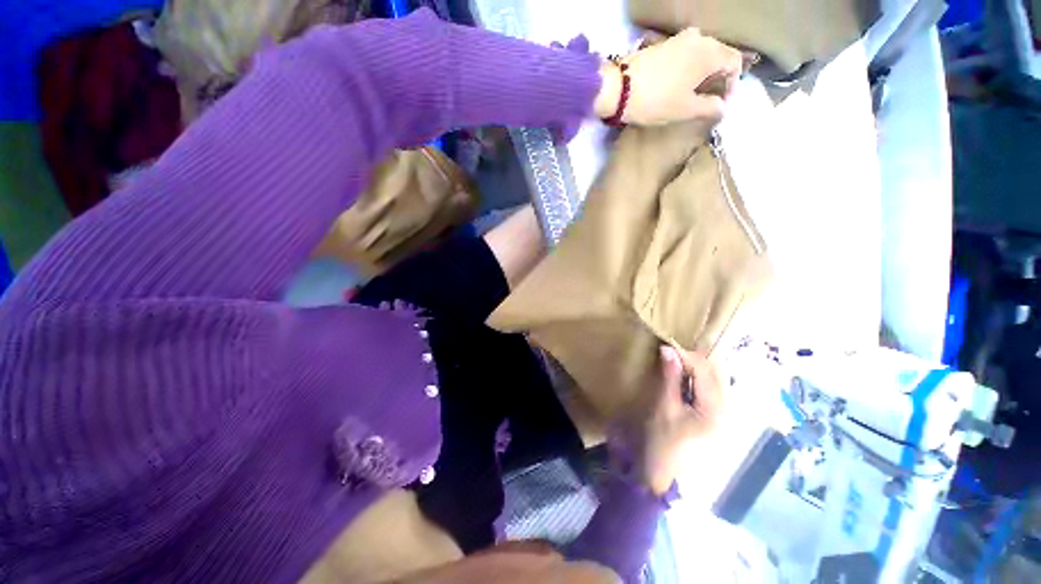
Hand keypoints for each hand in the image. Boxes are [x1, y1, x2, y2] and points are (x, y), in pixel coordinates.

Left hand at [594, 28, 743, 126]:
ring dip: (703, 73)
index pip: (735, 63)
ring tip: (693, 94)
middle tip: (710, 100)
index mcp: (710, 52)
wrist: (619, 89)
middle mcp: (699, 38)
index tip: (722, 104)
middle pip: (719, 55)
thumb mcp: (686, 109)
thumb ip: (710, 107)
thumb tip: (723, 107)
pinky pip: (685, 54)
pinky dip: (688, 68)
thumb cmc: (656, 100)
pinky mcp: (663, 44)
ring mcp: (679, 39)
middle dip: (718, 78)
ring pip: (701, 54)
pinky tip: (678, 84)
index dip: (733, 85)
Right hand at [638, 345, 723, 495]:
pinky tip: (684, 376)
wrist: (668, 476)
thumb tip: (668, 349)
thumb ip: (670, 377)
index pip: (705, 370)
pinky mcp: (717, 416)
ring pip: (715, 379)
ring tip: (675, 360)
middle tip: (670, 352)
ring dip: (696, 367)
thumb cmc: (664, 442)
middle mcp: (727, 409)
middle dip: (693, 358)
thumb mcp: (665, 407)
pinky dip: (697, 378)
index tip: (666, 345)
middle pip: (715, 372)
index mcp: (716, 408)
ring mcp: (724, 413)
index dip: (686, 354)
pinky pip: (711, 388)